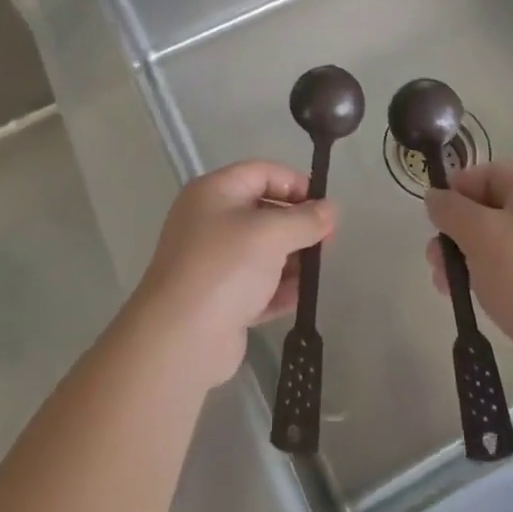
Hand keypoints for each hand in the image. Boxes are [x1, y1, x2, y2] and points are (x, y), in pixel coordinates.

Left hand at [133, 160, 337, 387]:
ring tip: (318, 271)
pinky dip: (279, 289)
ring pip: (262, 251)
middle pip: (263, 211)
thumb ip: (305, 219)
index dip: (295, 183)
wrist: (180, 338)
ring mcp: (214, 262)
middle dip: (297, 224)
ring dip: (292, 259)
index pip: (261, 172)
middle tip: (328, 241)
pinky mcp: (220, 300)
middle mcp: (210, 221)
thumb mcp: (271, 233)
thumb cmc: (225, 268)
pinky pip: (257, 285)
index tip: (325, 205)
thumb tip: (331, 208)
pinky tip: (301, 297)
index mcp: (214, 192)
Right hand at [425, 161, 512, 394]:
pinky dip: (493, 278)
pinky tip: (477, 301)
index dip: (457, 191)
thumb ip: (450, 209)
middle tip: (436, 261)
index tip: (437, 221)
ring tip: (448, 287)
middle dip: (458, 232)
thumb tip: (436, 197)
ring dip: (469, 258)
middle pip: (493, 209)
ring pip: (502, 243)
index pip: (490, 173)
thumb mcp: (478, 234)